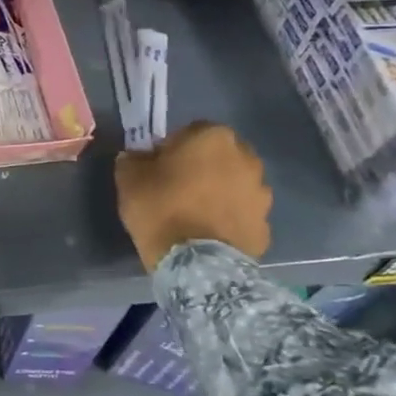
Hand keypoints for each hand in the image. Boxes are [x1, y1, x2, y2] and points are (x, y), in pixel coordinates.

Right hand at [114, 121, 272, 269]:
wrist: (197, 264)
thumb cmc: (160, 209)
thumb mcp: (128, 178)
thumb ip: (133, 159)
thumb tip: (138, 157)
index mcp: (212, 137)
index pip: (189, 132)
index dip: (171, 149)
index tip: (157, 168)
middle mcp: (245, 157)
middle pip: (218, 155)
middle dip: (202, 167)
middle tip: (177, 188)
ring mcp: (261, 192)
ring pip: (234, 183)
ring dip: (219, 191)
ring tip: (195, 214)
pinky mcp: (266, 224)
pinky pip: (241, 213)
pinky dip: (228, 218)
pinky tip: (208, 233)